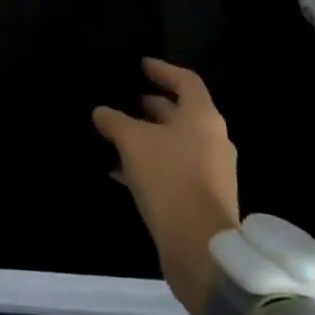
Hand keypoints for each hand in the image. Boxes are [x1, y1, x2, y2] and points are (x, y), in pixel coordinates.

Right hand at [93, 58, 240, 314]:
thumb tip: (101, 111)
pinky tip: (121, 171)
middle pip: (181, 112)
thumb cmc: (169, 179)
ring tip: (117, 136)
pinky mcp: (204, 198)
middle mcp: (213, 139)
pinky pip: (175, 169)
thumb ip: (115, 121)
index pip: (185, 81)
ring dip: (148, 138)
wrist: (200, 248)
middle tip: (125, 101)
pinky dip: (151, 164)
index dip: (162, 70)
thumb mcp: (132, 142)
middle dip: (152, 106)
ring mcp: (212, 171)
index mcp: (202, 117)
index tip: (141, 66)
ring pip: (176, 143)